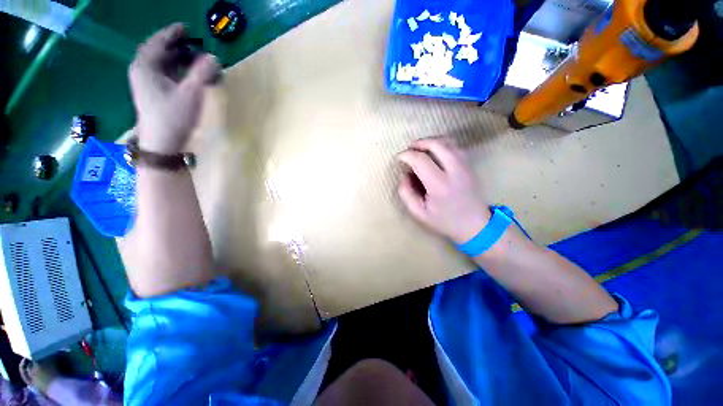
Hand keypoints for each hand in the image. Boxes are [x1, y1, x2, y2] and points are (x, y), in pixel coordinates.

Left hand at [129, 23, 220, 153]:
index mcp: (145, 66)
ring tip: (195, 58)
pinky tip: (188, 74)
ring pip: (162, 63)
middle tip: (194, 44)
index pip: (158, 42)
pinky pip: (164, 74)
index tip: (186, 27)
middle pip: (159, 51)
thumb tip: (214, 57)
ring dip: (178, 59)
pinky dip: (176, 70)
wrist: (163, 143)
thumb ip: (202, 74)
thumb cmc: (174, 117)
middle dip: (177, 46)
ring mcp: (146, 83)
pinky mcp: (153, 93)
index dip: (172, 33)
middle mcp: (142, 71)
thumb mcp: (190, 94)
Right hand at [397, 137, 489, 243]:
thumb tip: (404, 174)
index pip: (420, 160)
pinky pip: (455, 147)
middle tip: (409, 149)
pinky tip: (434, 152)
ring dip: (431, 141)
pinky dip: (442, 144)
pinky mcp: (470, 165)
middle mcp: (454, 170)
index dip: (406, 155)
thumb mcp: (418, 213)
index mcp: (439, 185)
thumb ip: (406, 193)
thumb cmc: (444, 220)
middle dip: (419, 143)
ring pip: (448, 142)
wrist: (475, 224)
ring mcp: (465, 166)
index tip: (399, 158)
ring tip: (420, 148)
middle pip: (436, 144)